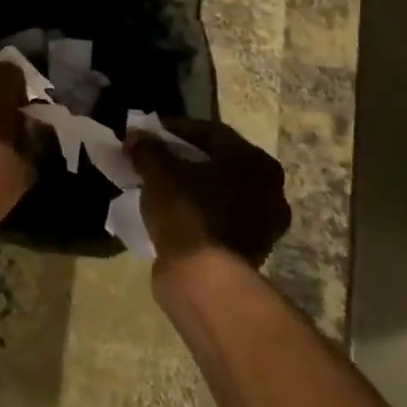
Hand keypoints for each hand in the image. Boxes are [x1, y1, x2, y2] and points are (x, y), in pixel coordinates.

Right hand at [125, 115, 290, 268]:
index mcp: (254, 162)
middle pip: (220, 161)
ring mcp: (264, 223)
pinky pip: (220, 217)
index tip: (150, 130)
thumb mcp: (158, 172)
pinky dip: (198, 210)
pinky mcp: (251, 250)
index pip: (211, 132)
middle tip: (157, 155)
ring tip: (161, 183)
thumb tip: (137, 136)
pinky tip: (173, 210)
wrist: (204, 278)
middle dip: (187, 156)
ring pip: (221, 191)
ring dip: (193, 184)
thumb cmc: (187, 212)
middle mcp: (269, 189)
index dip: (177, 127)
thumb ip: (148, 149)